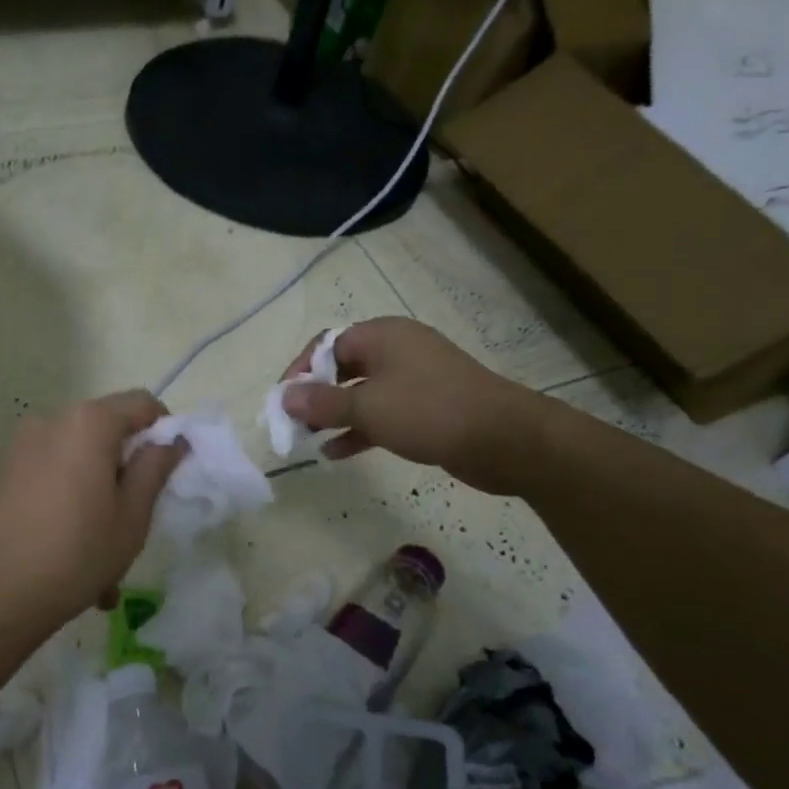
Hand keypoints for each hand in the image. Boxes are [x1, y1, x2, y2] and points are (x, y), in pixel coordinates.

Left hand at [0, 392, 185, 630]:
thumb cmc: (73, 554)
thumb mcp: (131, 517)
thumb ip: (155, 469)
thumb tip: (171, 440)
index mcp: (88, 423)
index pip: (142, 404)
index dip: (164, 431)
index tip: (169, 472)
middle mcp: (51, 422)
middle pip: (105, 432)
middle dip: (125, 471)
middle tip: (133, 522)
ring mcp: (19, 447)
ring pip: (76, 462)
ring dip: (95, 496)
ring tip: (99, 558)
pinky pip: (48, 478)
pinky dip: (65, 505)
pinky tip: (66, 556)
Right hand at [280, 317, 555, 494]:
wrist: (505, 439)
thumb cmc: (429, 411)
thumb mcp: (368, 407)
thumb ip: (322, 402)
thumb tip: (283, 395)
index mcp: (382, 336)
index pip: (326, 344)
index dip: (300, 370)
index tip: (283, 400)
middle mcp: (397, 350)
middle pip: (343, 368)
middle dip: (316, 395)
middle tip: (294, 423)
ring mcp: (415, 379)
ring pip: (362, 393)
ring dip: (335, 415)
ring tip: (308, 439)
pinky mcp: (428, 407)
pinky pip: (383, 412)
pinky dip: (360, 428)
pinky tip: (337, 452)